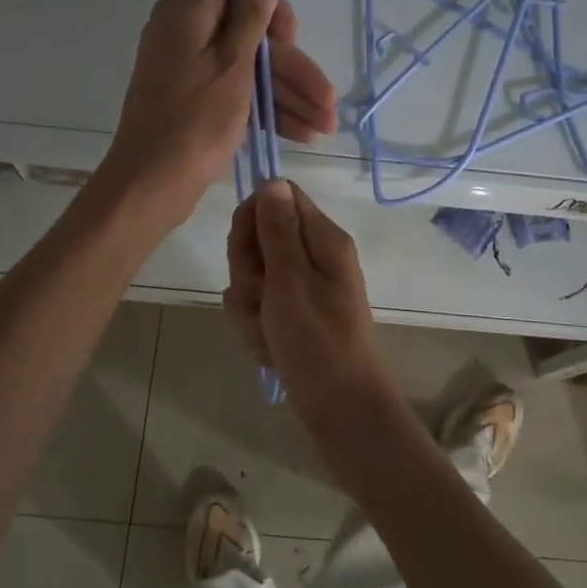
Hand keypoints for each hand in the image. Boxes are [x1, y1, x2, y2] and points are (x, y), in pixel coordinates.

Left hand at [98, 0, 336, 229]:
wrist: (151, 184)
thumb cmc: (194, 122)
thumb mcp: (232, 65)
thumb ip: (252, 16)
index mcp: (188, 13)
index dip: (276, 16)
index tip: (296, 45)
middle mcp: (185, 33)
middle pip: (252, 39)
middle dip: (294, 72)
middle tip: (329, 105)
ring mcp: (189, 69)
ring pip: (249, 71)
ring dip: (289, 97)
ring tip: (325, 128)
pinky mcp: (194, 100)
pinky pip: (236, 93)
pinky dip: (266, 110)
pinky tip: (301, 133)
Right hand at [226, 180, 422, 487]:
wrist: (341, 407)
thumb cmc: (317, 340)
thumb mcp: (291, 279)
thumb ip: (278, 229)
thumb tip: (272, 181)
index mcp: (323, 238)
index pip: (278, 198)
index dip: (252, 219)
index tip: (245, 252)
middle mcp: (315, 257)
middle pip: (261, 237)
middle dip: (247, 270)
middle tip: (259, 298)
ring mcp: (305, 289)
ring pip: (254, 277)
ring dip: (249, 305)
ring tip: (266, 331)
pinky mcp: (295, 316)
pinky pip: (261, 307)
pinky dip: (257, 326)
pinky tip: (268, 347)